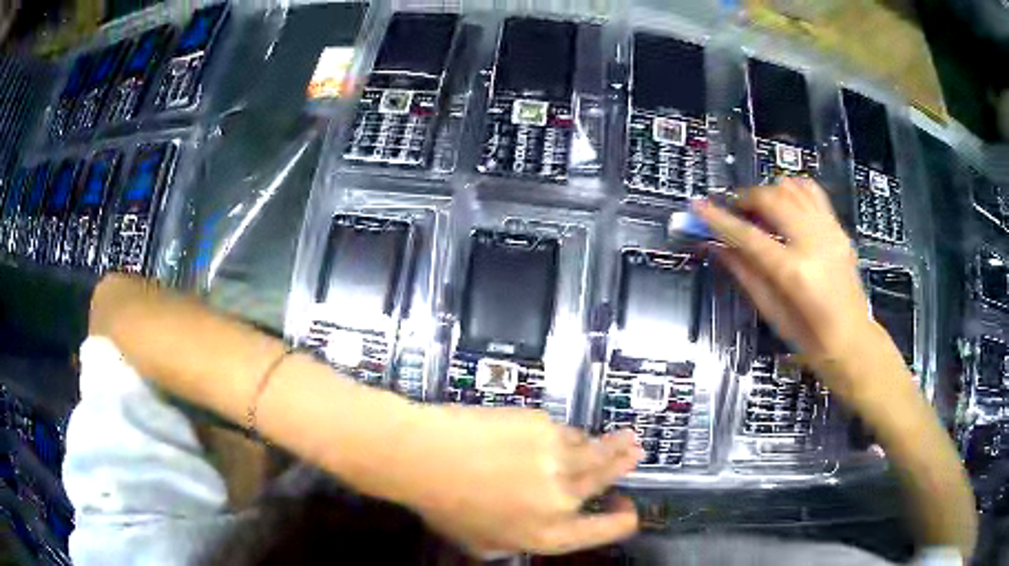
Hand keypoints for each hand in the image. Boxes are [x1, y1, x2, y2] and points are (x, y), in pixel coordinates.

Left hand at [394, 405, 641, 555]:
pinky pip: (566, 431)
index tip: (625, 510)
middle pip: (608, 479)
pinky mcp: (544, 426)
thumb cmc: (444, 505)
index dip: (621, 521)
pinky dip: (569, 435)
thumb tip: (531, 529)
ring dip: (613, 445)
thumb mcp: (481, 541)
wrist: (423, 456)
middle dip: (625, 466)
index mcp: (549, 534)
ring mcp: (557, 458)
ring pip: (597, 451)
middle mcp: (562, 498)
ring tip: (625, 439)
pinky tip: (563, 434)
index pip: (604, 531)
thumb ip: (514, 541)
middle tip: (636, 454)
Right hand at [693, 179, 892, 399]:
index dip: (719, 219)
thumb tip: (718, 245)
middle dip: (745, 198)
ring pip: (792, 187)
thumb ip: (745, 274)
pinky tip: (783, 204)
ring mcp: (829, 231)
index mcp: (795, 273)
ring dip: (767, 192)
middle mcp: (814, 243)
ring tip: (757, 209)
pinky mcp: (838, 228)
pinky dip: (792, 190)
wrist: (853, 340)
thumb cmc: (811, 340)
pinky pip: (812, 192)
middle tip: (732, 211)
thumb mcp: (773, 313)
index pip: (749, 236)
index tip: (697, 207)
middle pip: (772, 199)